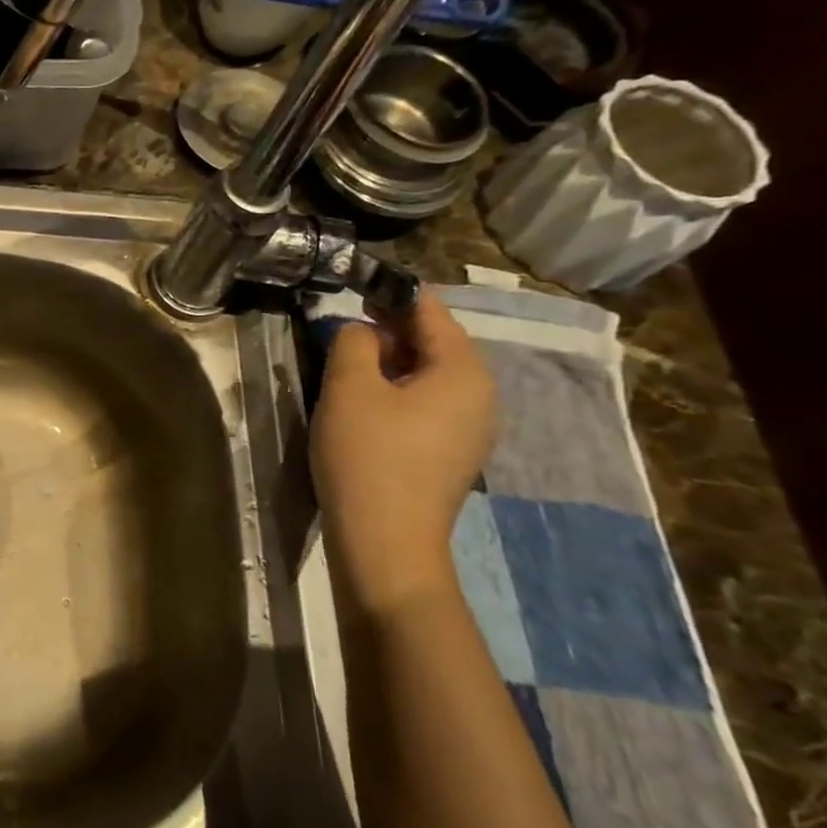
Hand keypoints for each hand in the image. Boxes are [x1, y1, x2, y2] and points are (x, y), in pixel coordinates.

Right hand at [311, 290, 495, 616]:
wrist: (386, 542)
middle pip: (436, 343)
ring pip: (430, 375)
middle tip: (345, 323)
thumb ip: (354, 341)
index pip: (432, 312)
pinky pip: (428, 404)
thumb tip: (362, 331)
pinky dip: (398, 390)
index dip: (393, 293)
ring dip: (392, 360)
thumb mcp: (349, 387)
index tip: (356, 285)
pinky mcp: (452, 454)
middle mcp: (481, 396)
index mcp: (464, 372)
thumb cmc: (368, 456)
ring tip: (349, 360)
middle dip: (392, 328)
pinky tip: (365, 401)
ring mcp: (470, 429)